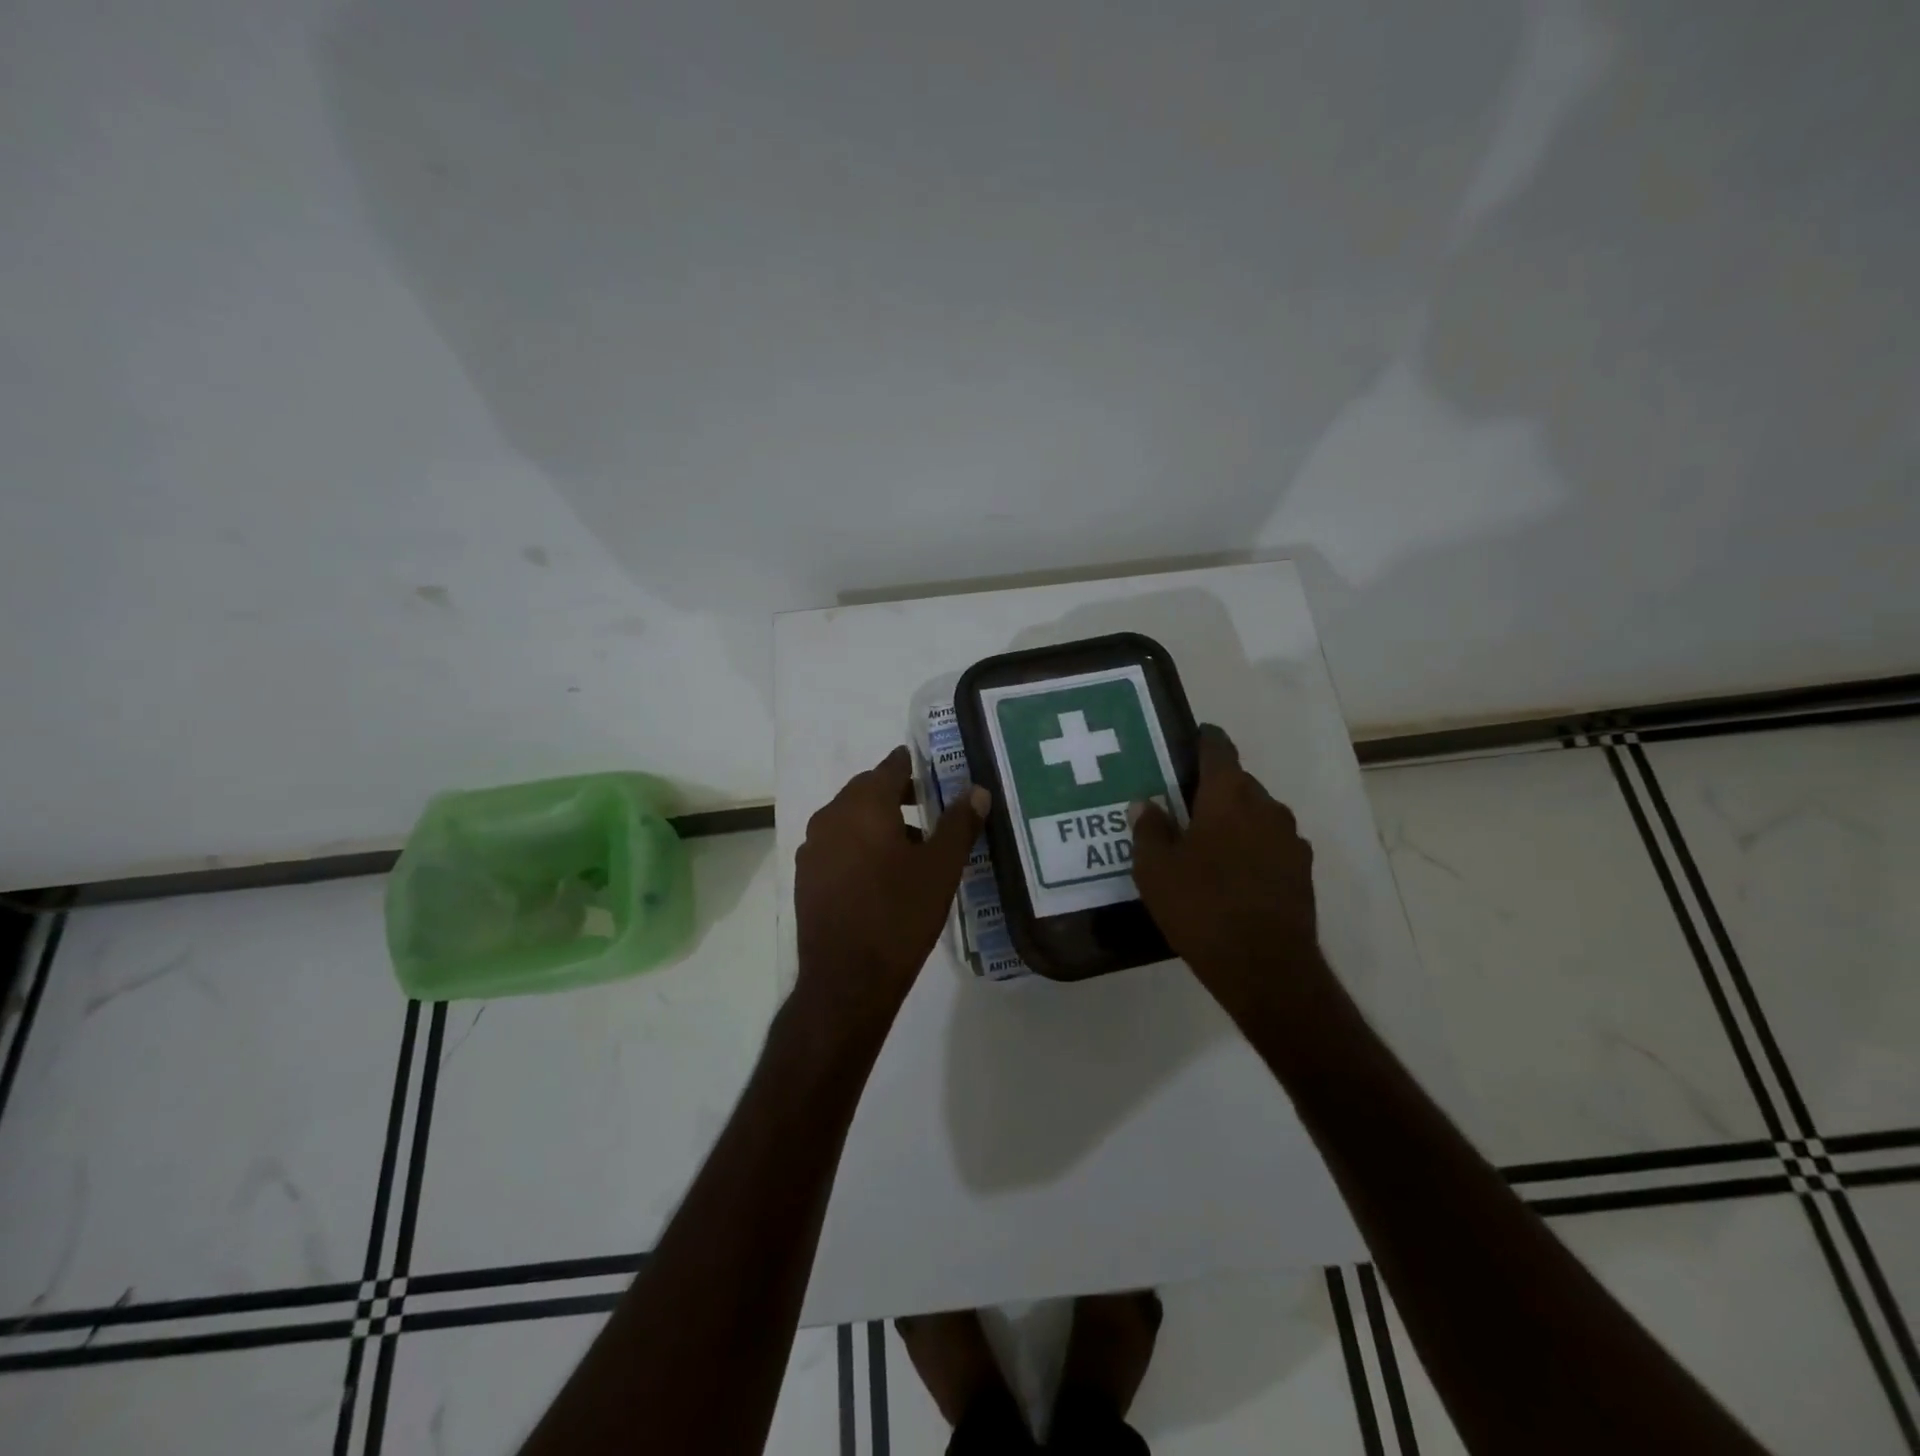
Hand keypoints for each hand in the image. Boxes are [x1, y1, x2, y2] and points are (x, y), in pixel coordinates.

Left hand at [794, 747, 988, 1038]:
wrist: (847, 979)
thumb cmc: (900, 915)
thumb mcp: (941, 868)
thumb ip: (960, 823)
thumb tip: (977, 790)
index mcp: (864, 805)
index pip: (891, 767)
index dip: (913, 765)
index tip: (933, 771)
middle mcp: (831, 816)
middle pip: (866, 790)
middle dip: (896, 793)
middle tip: (928, 805)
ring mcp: (813, 847)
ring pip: (849, 818)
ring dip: (877, 821)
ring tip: (911, 844)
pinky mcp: (806, 876)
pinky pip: (836, 844)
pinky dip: (858, 844)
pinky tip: (880, 874)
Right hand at [1129, 726, 1328, 1020]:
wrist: (1265, 967)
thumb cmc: (1202, 907)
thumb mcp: (1155, 870)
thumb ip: (1149, 830)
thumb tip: (1147, 804)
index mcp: (1229, 796)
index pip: (1219, 749)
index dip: (1204, 740)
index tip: (1190, 741)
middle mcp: (1266, 807)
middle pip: (1239, 783)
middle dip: (1214, 788)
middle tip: (1184, 805)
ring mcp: (1290, 840)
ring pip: (1257, 814)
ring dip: (1235, 820)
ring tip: (1207, 843)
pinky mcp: (1302, 871)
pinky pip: (1270, 844)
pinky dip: (1252, 847)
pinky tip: (1232, 874)